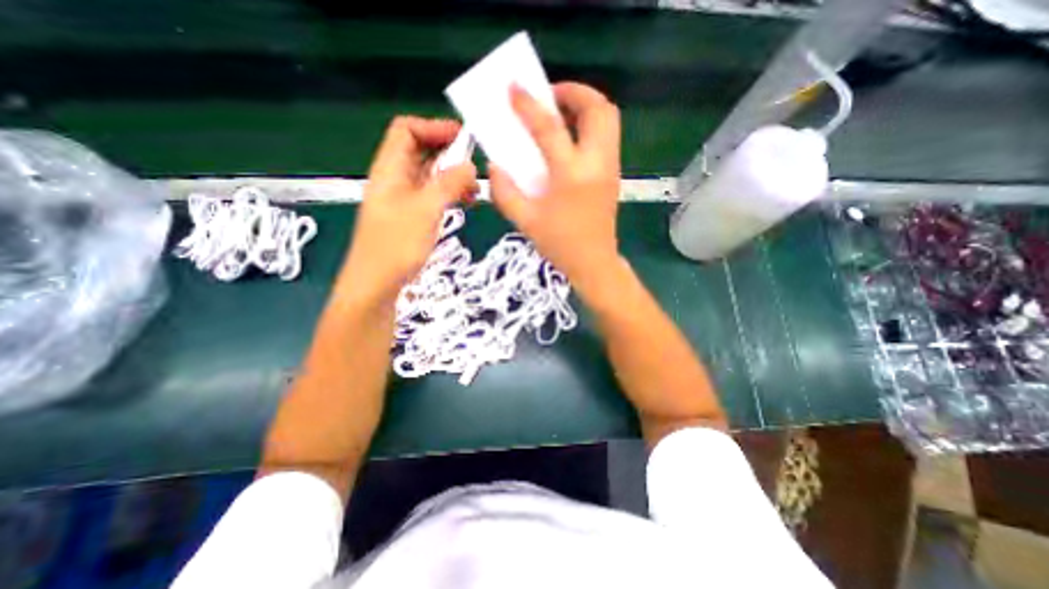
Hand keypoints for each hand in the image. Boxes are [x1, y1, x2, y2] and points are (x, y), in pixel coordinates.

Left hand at [344, 117, 477, 304]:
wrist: (377, 285)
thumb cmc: (396, 246)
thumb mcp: (425, 210)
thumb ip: (448, 184)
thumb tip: (470, 165)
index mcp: (390, 169)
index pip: (407, 130)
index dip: (434, 128)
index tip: (464, 138)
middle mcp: (395, 179)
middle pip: (421, 151)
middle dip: (449, 153)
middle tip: (475, 166)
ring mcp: (404, 199)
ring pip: (430, 175)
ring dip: (453, 176)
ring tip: (475, 190)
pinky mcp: (412, 217)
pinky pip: (433, 195)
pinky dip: (450, 194)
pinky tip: (465, 203)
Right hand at [491, 81, 620, 290]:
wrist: (593, 262)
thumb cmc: (559, 244)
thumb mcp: (524, 221)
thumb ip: (504, 192)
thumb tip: (494, 166)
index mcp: (571, 175)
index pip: (550, 127)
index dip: (529, 104)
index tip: (514, 88)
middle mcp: (596, 163)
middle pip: (597, 108)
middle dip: (573, 91)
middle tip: (549, 98)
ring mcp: (610, 166)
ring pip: (608, 118)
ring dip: (585, 105)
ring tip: (560, 112)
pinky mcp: (614, 173)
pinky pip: (607, 134)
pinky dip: (590, 123)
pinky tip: (570, 137)